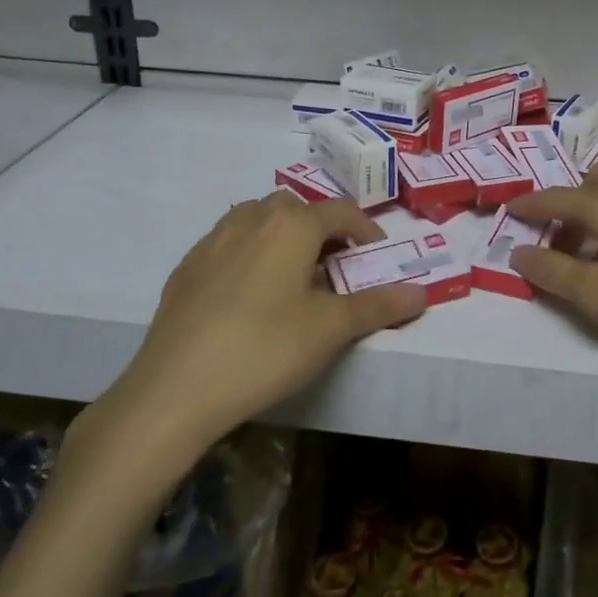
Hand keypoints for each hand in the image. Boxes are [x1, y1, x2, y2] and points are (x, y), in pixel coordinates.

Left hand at [76, 194, 426, 462]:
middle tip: (334, 266)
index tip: (376, 254)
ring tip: (292, 274)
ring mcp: (214, 239)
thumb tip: (422, 292)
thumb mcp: (331, 330)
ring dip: (283, 234)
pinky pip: (229, 241)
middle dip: (322, 229)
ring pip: (259, 218)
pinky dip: (250, 251)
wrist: (175, 388)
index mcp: (292, 225)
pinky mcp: (188, 265)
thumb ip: (378, 306)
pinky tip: (248, 293)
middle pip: (297, 208)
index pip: (340, 211)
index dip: (364, 229)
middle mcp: (253, 218)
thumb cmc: (265, 349)